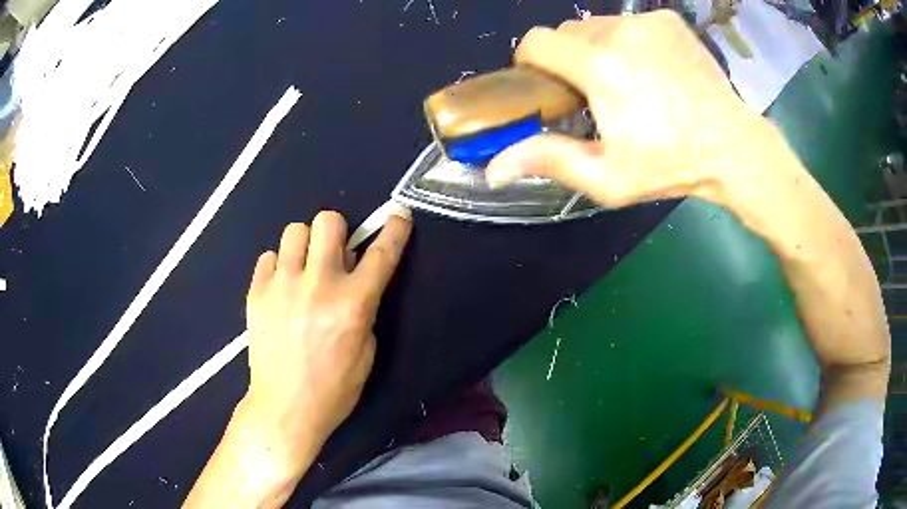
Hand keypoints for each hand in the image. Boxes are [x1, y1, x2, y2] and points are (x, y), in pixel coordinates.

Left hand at [242, 209, 411, 468]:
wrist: (285, 408)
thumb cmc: (334, 388)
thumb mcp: (366, 352)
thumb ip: (363, 308)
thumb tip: (352, 277)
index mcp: (353, 304)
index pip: (381, 254)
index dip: (394, 230)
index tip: (400, 215)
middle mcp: (318, 285)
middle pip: (328, 221)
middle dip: (337, 230)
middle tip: (334, 253)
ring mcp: (283, 286)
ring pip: (294, 230)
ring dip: (305, 245)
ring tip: (304, 269)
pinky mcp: (257, 292)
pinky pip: (268, 257)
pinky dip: (279, 266)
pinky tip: (282, 288)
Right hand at [487, 11, 767, 207]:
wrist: (733, 147)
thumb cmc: (672, 165)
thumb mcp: (609, 178)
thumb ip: (550, 161)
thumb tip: (494, 168)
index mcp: (601, 68)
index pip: (537, 43)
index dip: (530, 61)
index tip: (545, 84)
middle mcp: (620, 33)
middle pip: (567, 33)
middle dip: (568, 58)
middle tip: (592, 92)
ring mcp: (647, 22)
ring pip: (598, 26)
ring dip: (598, 49)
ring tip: (625, 81)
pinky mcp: (668, 21)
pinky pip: (630, 23)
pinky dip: (628, 41)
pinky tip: (651, 68)